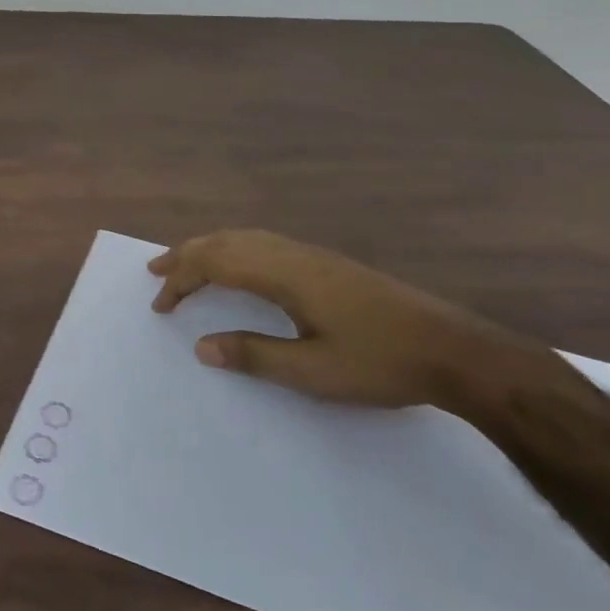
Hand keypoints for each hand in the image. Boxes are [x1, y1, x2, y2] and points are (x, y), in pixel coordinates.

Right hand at [148, 229, 558, 414]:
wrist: (454, 351)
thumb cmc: (380, 363)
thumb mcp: (313, 372)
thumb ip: (254, 356)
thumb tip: (201, 346)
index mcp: (285, 275)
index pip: (216, 264)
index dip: (182, 280)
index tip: (159, 304)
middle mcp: (294, 255)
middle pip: (226, 242)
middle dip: (187, 255)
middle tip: (156, 272)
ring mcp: (314, 256)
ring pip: (247, 238)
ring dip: (211, 249)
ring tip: (187, 264)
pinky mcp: (329, 265)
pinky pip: (265, 244)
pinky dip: (236, 250)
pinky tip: (241, 268)